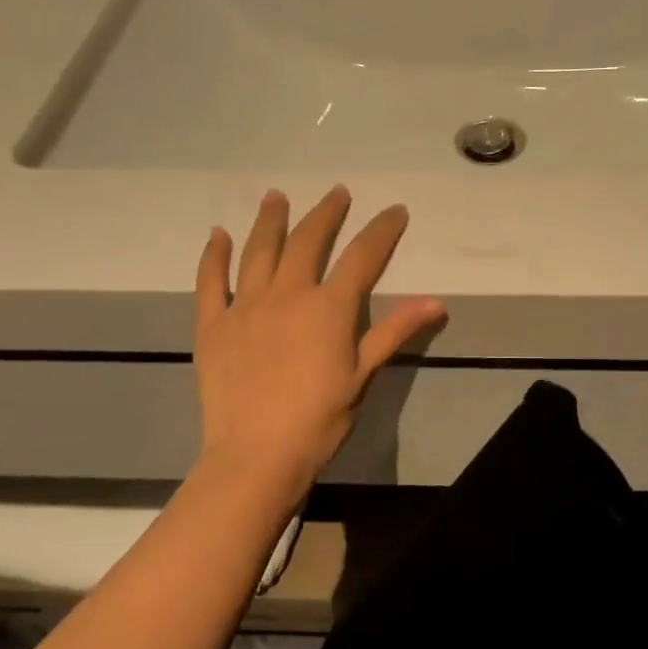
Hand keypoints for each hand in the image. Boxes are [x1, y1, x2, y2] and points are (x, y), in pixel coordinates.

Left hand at [193, 187, 444, 489]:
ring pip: (259, 251)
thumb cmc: (319, 419)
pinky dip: (215, 255)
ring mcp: (245, 306)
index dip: (382, 231)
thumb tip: (436, 302)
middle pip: (309, 242)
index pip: (362, 257)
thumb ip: (394, 333)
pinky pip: (211, 281)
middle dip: (326, 214)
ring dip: (270, 220)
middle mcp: (287, 295)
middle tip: (337, 193)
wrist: (256, 454)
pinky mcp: (213, 324)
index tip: (395, 211)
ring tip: (275, 196)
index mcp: (328, 308)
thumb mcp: (363, 376)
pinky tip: (218, 235)